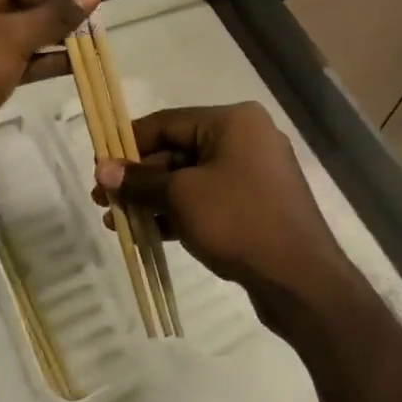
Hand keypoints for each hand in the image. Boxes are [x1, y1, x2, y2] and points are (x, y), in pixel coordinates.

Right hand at [96, 102, 364, 333]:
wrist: (302, 280)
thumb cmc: (238, 221)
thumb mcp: (182, 197)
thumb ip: (140, 181)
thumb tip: (102, 170)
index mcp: (232, 121)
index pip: (167, 122)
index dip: (128, 143)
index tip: (99, 165)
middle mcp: (246, 138)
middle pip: (178, 150)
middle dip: (139, 177)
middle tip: (103, 200)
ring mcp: (254, 174)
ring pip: (191, 179)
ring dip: (154, 198)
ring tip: (116, 221)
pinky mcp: (256, 206)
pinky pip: (208, 200)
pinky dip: (179, 213)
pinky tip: (147, 234)